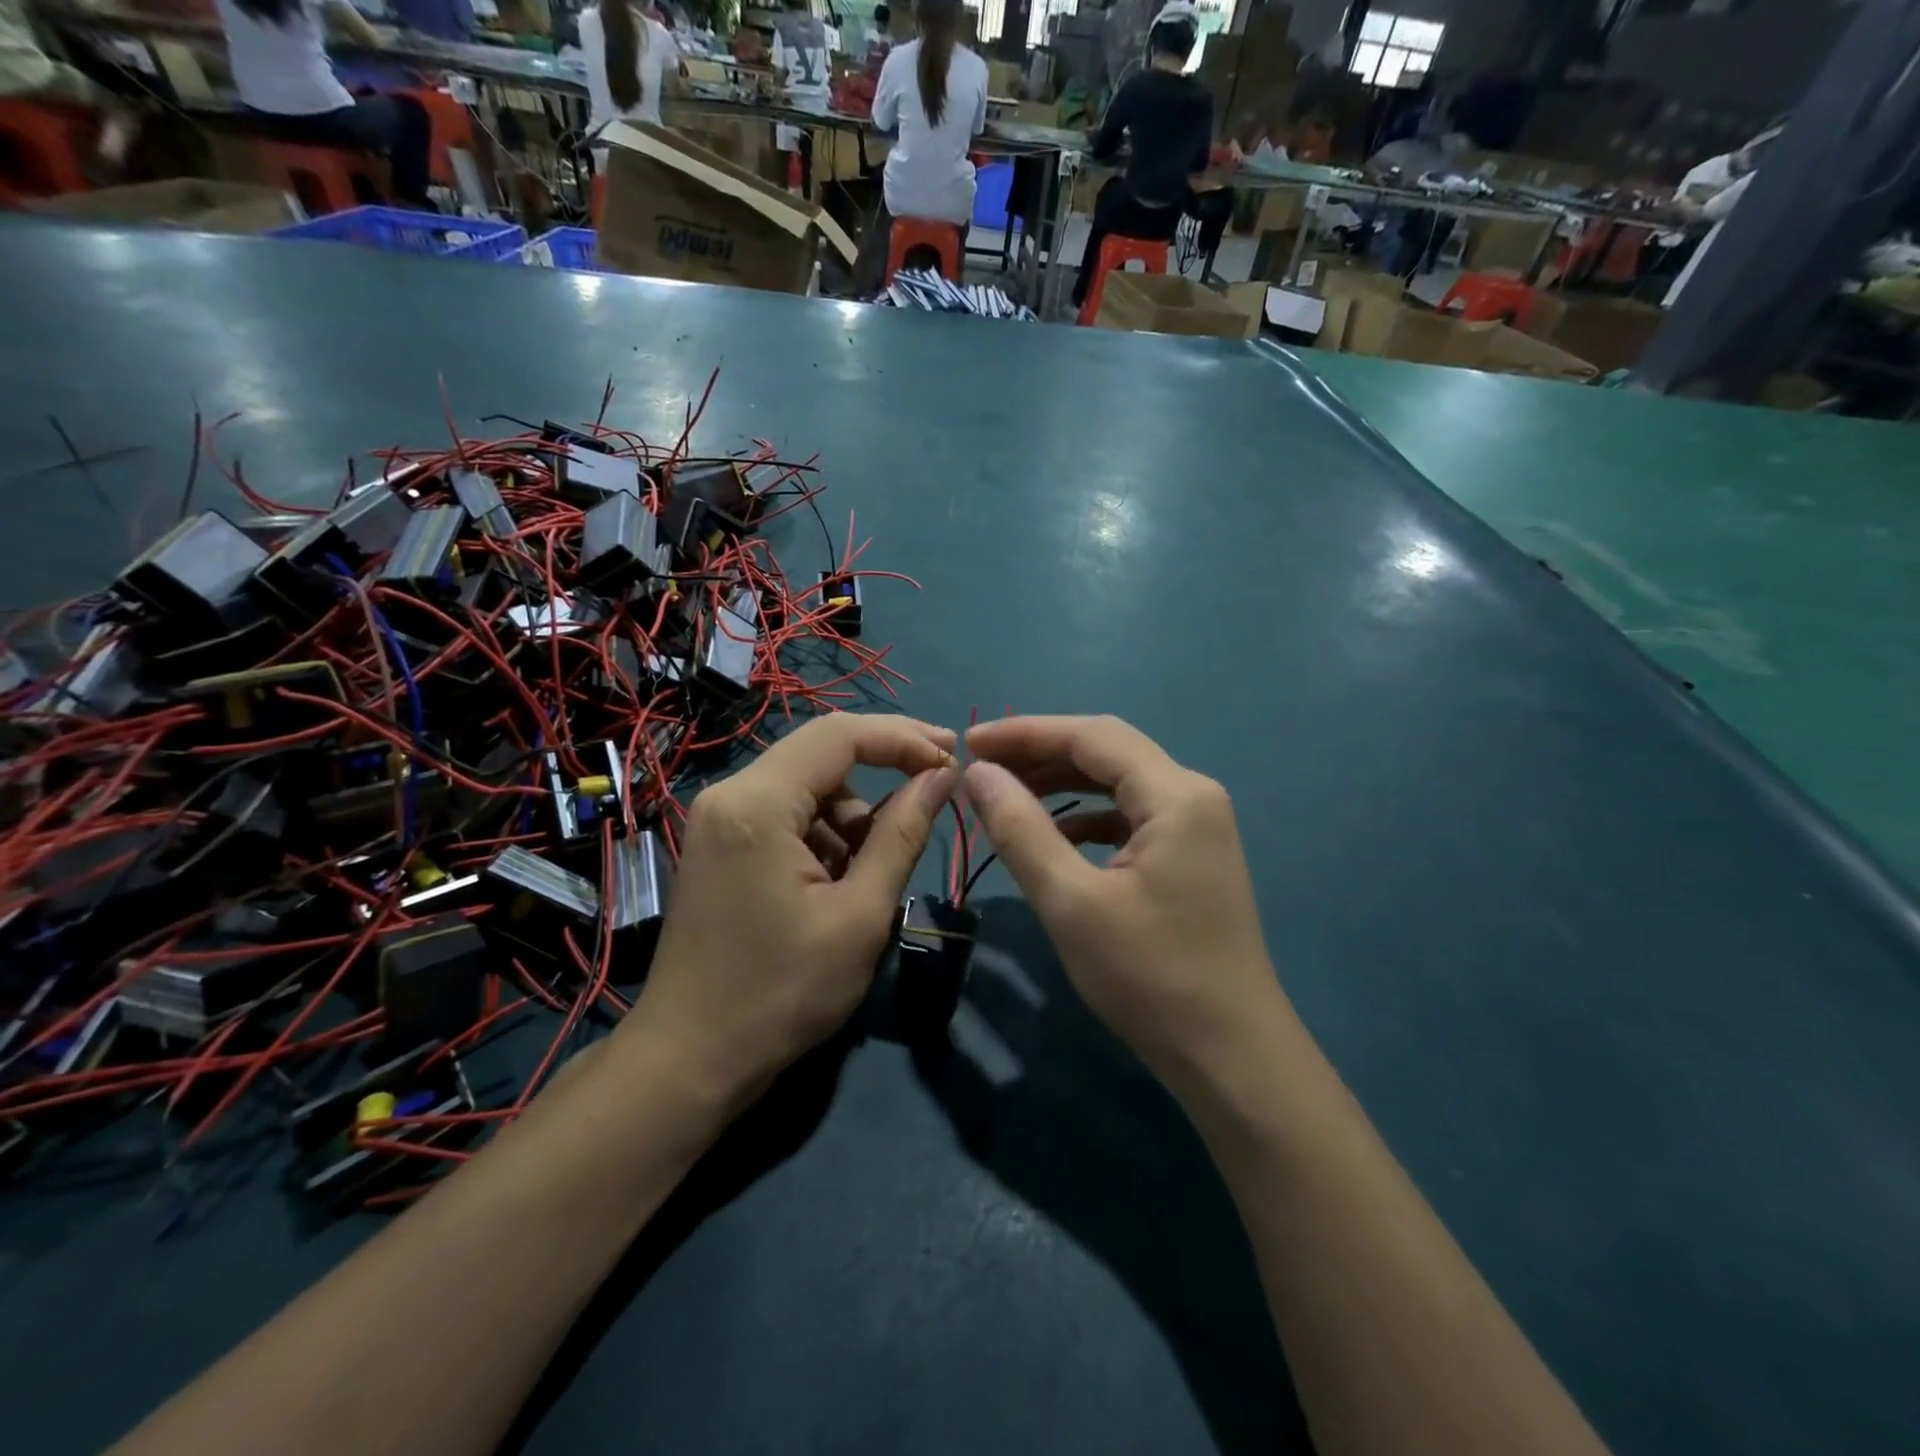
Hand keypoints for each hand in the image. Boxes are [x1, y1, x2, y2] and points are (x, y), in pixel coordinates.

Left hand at [624, 714, 957, 1099]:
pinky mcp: (718, 842)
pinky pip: (785, 813)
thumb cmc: (782, 994)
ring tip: (872, 872)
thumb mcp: (860, 915)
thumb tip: (943, 775)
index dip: (904, 737)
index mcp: (757, 804)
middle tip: (937, 784)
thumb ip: (903, 834)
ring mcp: (717, 818)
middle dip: (884, 765)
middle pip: (821, 752)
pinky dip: (823, 833)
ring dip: (852, 813)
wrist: (690, 1060)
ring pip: (807, 785)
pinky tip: (835, 882)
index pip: (840, 736)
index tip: (953, 753)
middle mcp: (729, 794)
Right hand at [963, 716, 1281, 1085]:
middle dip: (1041, 753)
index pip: (1091, 735)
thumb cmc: (1149, 977)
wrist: (1230, 1055)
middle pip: (1108, 752)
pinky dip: (1086, 817)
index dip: (1025, 732)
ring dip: (1061, 784)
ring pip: (1118, 783)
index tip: (969, 742)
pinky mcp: (1191, 856)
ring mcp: (1197, 827)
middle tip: (981, 768)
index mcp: (1176, 795)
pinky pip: (1130, 816)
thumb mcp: (1070, 902)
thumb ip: (1021, 829)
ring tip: (1006, 794)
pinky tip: (1055, 836)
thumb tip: (980, 774)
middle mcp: (1193, 796)